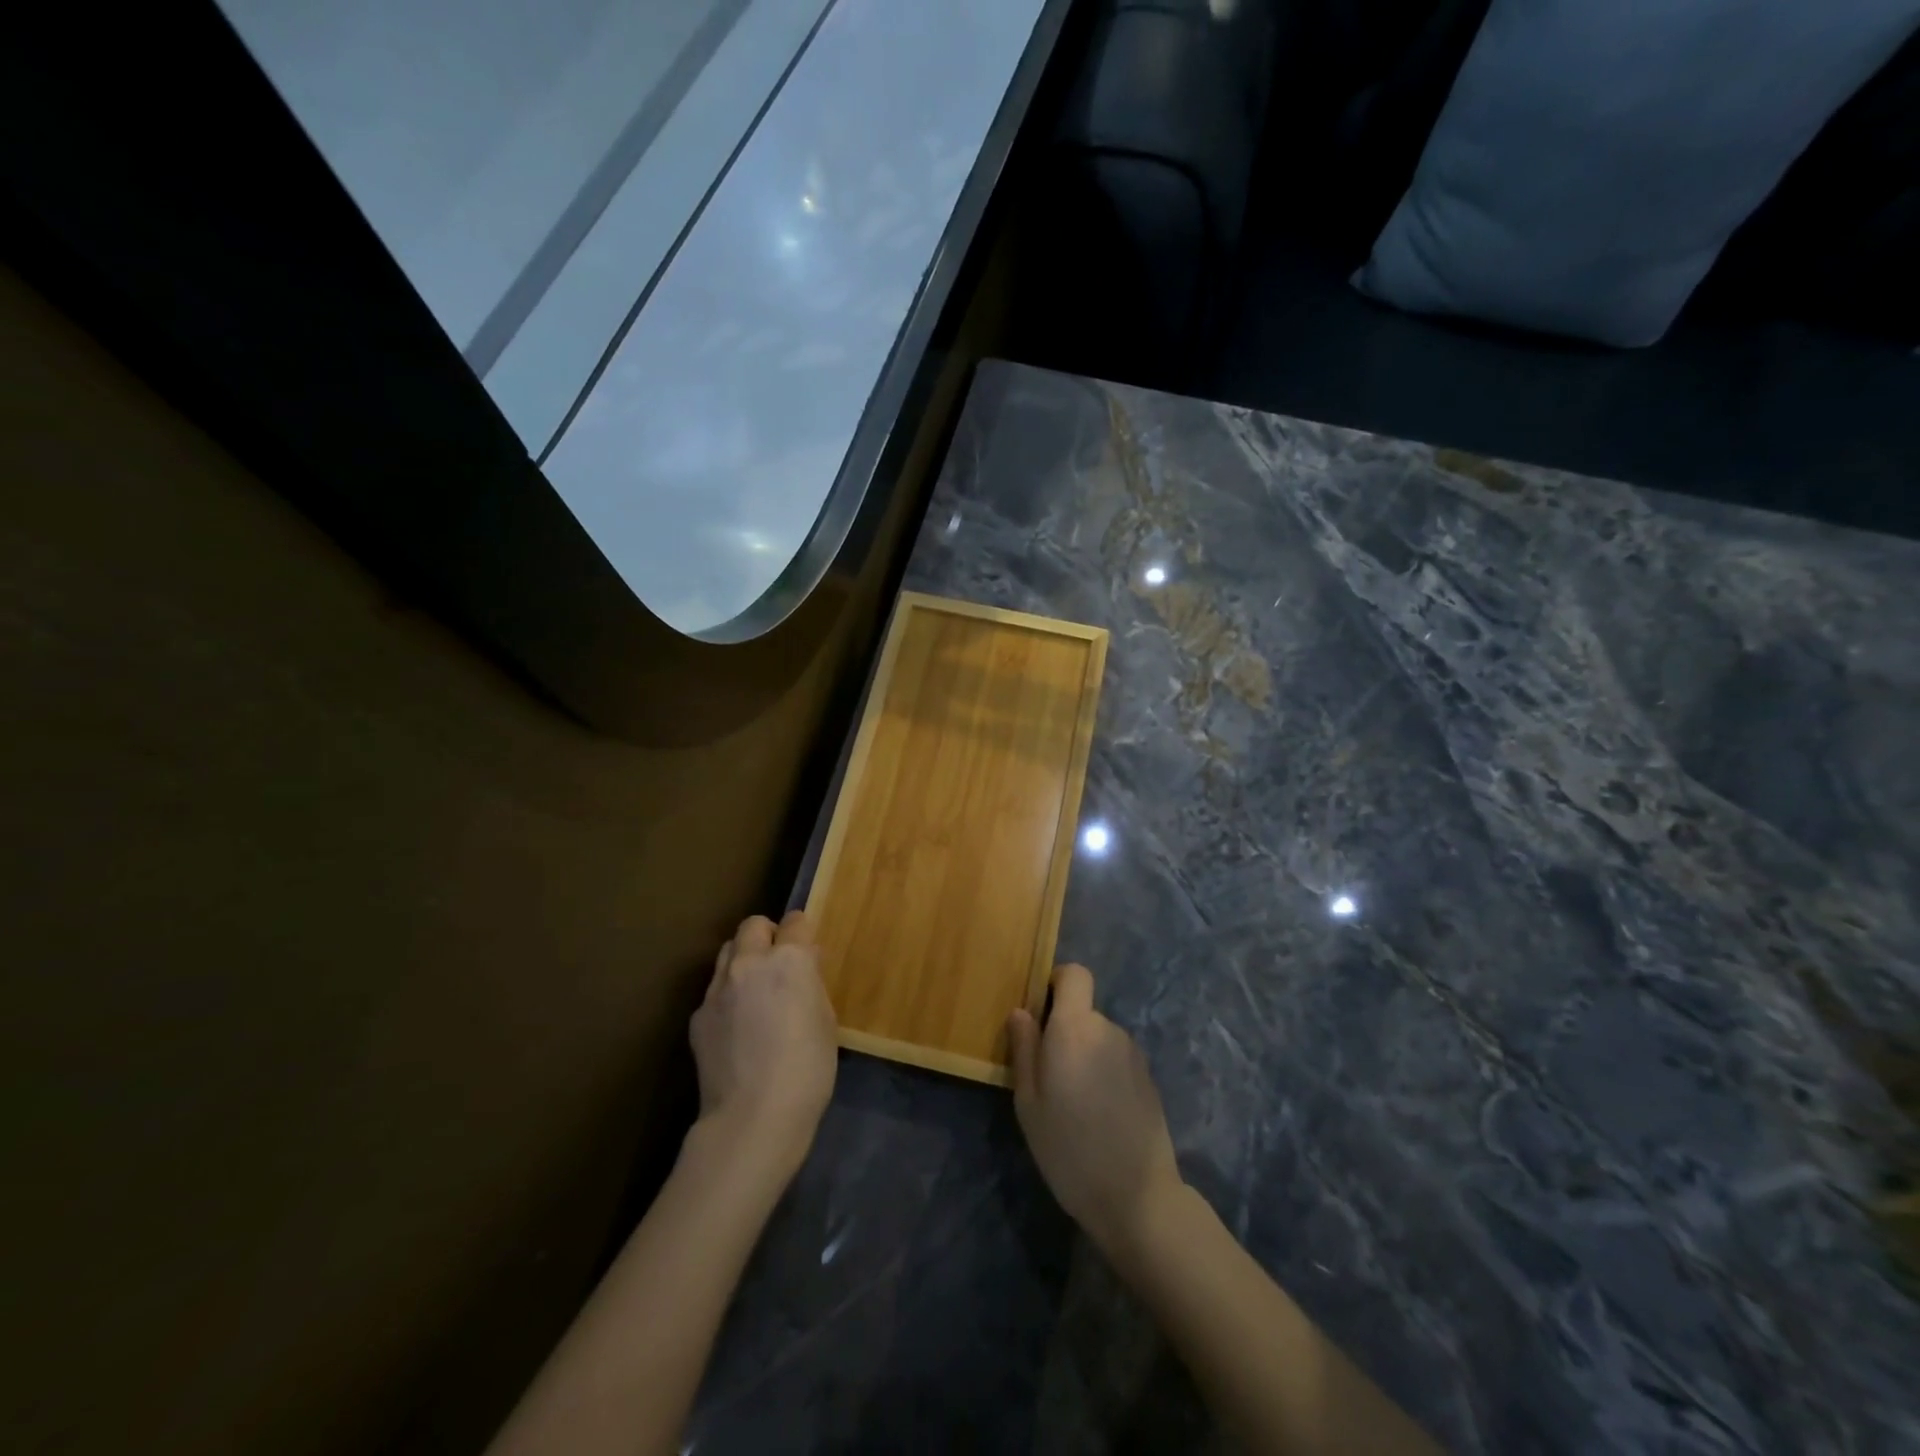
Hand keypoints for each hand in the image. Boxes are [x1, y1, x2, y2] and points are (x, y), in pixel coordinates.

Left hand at [689, 911, 837, 1185]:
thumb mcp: (825, 1020)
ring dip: (743, 959)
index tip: (807, 949)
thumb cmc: (807, 1070)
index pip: (795, 922)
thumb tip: (802, 971)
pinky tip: (737, 1027)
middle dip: (767, 935)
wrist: (753, 1118)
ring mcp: (717, 989)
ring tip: (754, 989)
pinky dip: (727, 995)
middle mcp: (749, 963)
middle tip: (778, 962)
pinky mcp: (698, 1016)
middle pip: (753, 926)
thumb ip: (810, 985)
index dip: (802, 932)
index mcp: (789, 960)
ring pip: (727, 952)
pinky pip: (714, 991)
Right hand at [1007, 963, 1183, 1259]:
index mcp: (1075, 1027)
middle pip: (1083, 1011)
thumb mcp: (1029, 1102)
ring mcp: (1133, 1053)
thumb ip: (1024, 1048)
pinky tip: (1099, 1115)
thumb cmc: (1068, 1147)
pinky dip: (1104, 1074)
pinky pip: (1116, 1060)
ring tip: (1074, 1103)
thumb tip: (1021, 1012)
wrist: (1136, 1196)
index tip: (1040, 1013)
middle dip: (1064, 1032)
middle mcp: (1108, 1028)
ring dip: (1085, 1055)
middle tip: (1048, 1077)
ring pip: (1099, 1038)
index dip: (1056, 983)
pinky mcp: (1149, 1077)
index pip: (1074, 974)